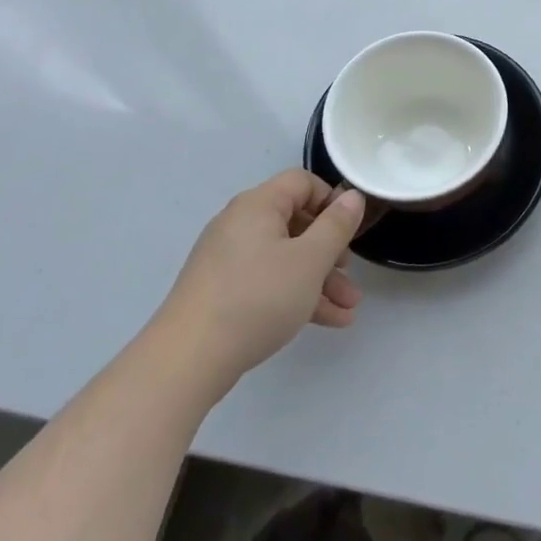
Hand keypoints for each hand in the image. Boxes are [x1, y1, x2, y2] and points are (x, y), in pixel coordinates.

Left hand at [162, 170, 365, 385]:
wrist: (189, 358)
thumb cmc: (258, 297)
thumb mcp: (310, 260)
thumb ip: (336, 225)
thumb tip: (352, 196)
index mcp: (258, 205)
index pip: (301, 182)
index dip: (331, 200)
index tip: (350, 230)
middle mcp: (240, 224)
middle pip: (296, 223)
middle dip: (331, 250)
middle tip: (350, 273)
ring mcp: (229, 259)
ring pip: (286, 258)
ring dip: (320, 279)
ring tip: (349, 308)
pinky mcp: (223, 291)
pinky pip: (269, 281)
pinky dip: (297, 295)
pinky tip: (328, 321)